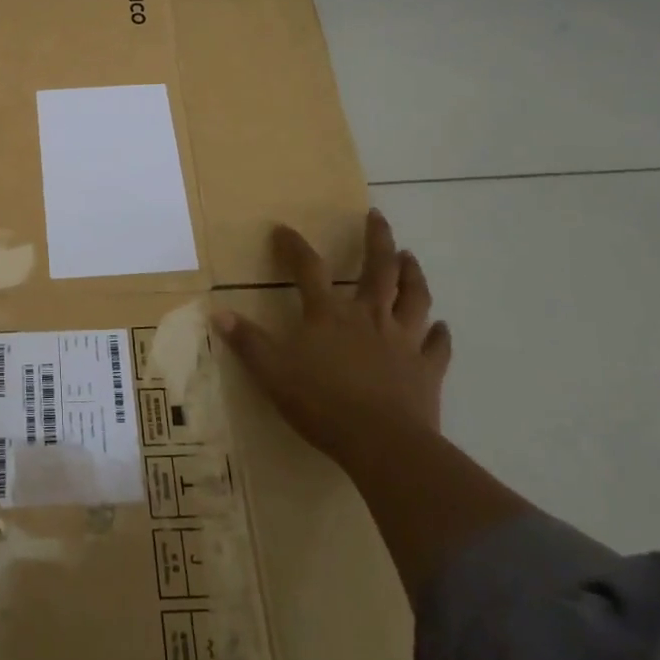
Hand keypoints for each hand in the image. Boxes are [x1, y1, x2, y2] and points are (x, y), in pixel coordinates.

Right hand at [212, 209, 451, 457]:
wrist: (382, 444)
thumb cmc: (322, 404)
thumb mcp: (272, 372)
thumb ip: (247, 341)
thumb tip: (218, 312)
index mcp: (329, 314)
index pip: (308, 269)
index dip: (294, 247)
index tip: (283, 230)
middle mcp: (368, 317)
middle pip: (377, 269)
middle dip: (377, 239)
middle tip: (377, 216)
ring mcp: (402, 341)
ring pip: (413, 297)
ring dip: (412, 274)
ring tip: (409, 257)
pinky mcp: (427, 369)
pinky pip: (438, 346)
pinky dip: (440, 334)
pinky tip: (441, 327)